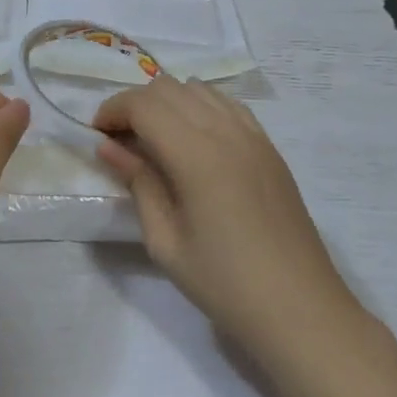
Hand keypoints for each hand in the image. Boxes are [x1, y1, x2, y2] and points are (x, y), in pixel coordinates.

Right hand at [94, 76, 360, 360]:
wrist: (299, 308)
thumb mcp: (165, 241)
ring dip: (167, 103)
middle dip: (135, 104)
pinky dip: (199, 108)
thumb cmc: (224, 283)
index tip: (97, 135)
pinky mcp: (269, 147)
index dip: (113, 111)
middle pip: (169, 88)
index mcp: (197, 155)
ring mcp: (253, 136)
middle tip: (119, 140)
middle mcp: (226, 132)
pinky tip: (192, 141)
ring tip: (153, 139)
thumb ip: (138, 183)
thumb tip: (108, 146)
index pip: (144, 104)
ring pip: (199, 89)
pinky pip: (227, 105)